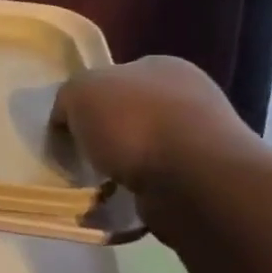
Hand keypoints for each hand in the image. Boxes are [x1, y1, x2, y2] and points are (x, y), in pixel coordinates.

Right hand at [53, 55, 256, 191]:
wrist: (192, 179)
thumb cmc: (134, 121)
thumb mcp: (80, 91)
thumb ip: (68, 98)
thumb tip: (69, 118)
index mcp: (162, 66)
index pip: (115, 78)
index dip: (88, 101)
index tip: (69, 126)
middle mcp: (187, 98)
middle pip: (127, 117)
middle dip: (103, 139)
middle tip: (80, 158)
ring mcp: (199, 142)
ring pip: (140, 154)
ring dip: (116, 171)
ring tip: (93, 188)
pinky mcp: (202, 183)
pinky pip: (152, 187)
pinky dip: (131, 197)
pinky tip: (115, 206)